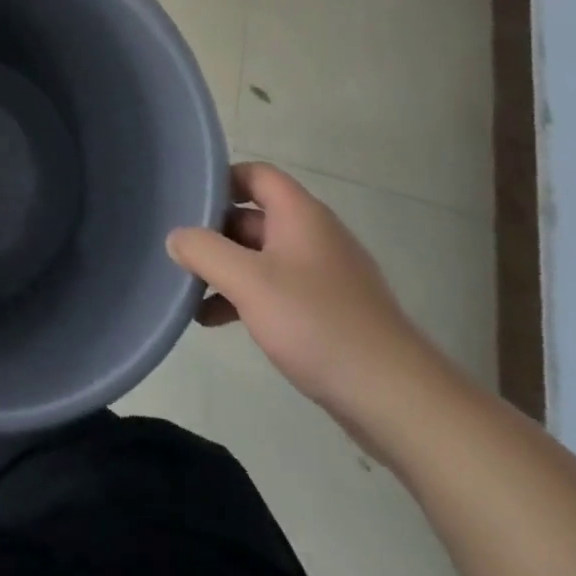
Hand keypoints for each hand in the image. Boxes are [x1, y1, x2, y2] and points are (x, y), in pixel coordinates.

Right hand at [167, 162, 449, 435]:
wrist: (399, 401)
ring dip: (226, 270)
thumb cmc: (318, 324)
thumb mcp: (247, 282)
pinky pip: (277, 290)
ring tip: (189, 291)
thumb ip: (203, 250)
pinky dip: (246, 298)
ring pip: (261, 257)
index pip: (255, 174)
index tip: (185, 200)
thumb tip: (175, 236)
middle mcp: (314, 236)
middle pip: (253, 217)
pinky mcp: (330, 313)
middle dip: (214, 232)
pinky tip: (216, 321)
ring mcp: (325, 276)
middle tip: (178, 250)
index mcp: (301, 215)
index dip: (220, 181)